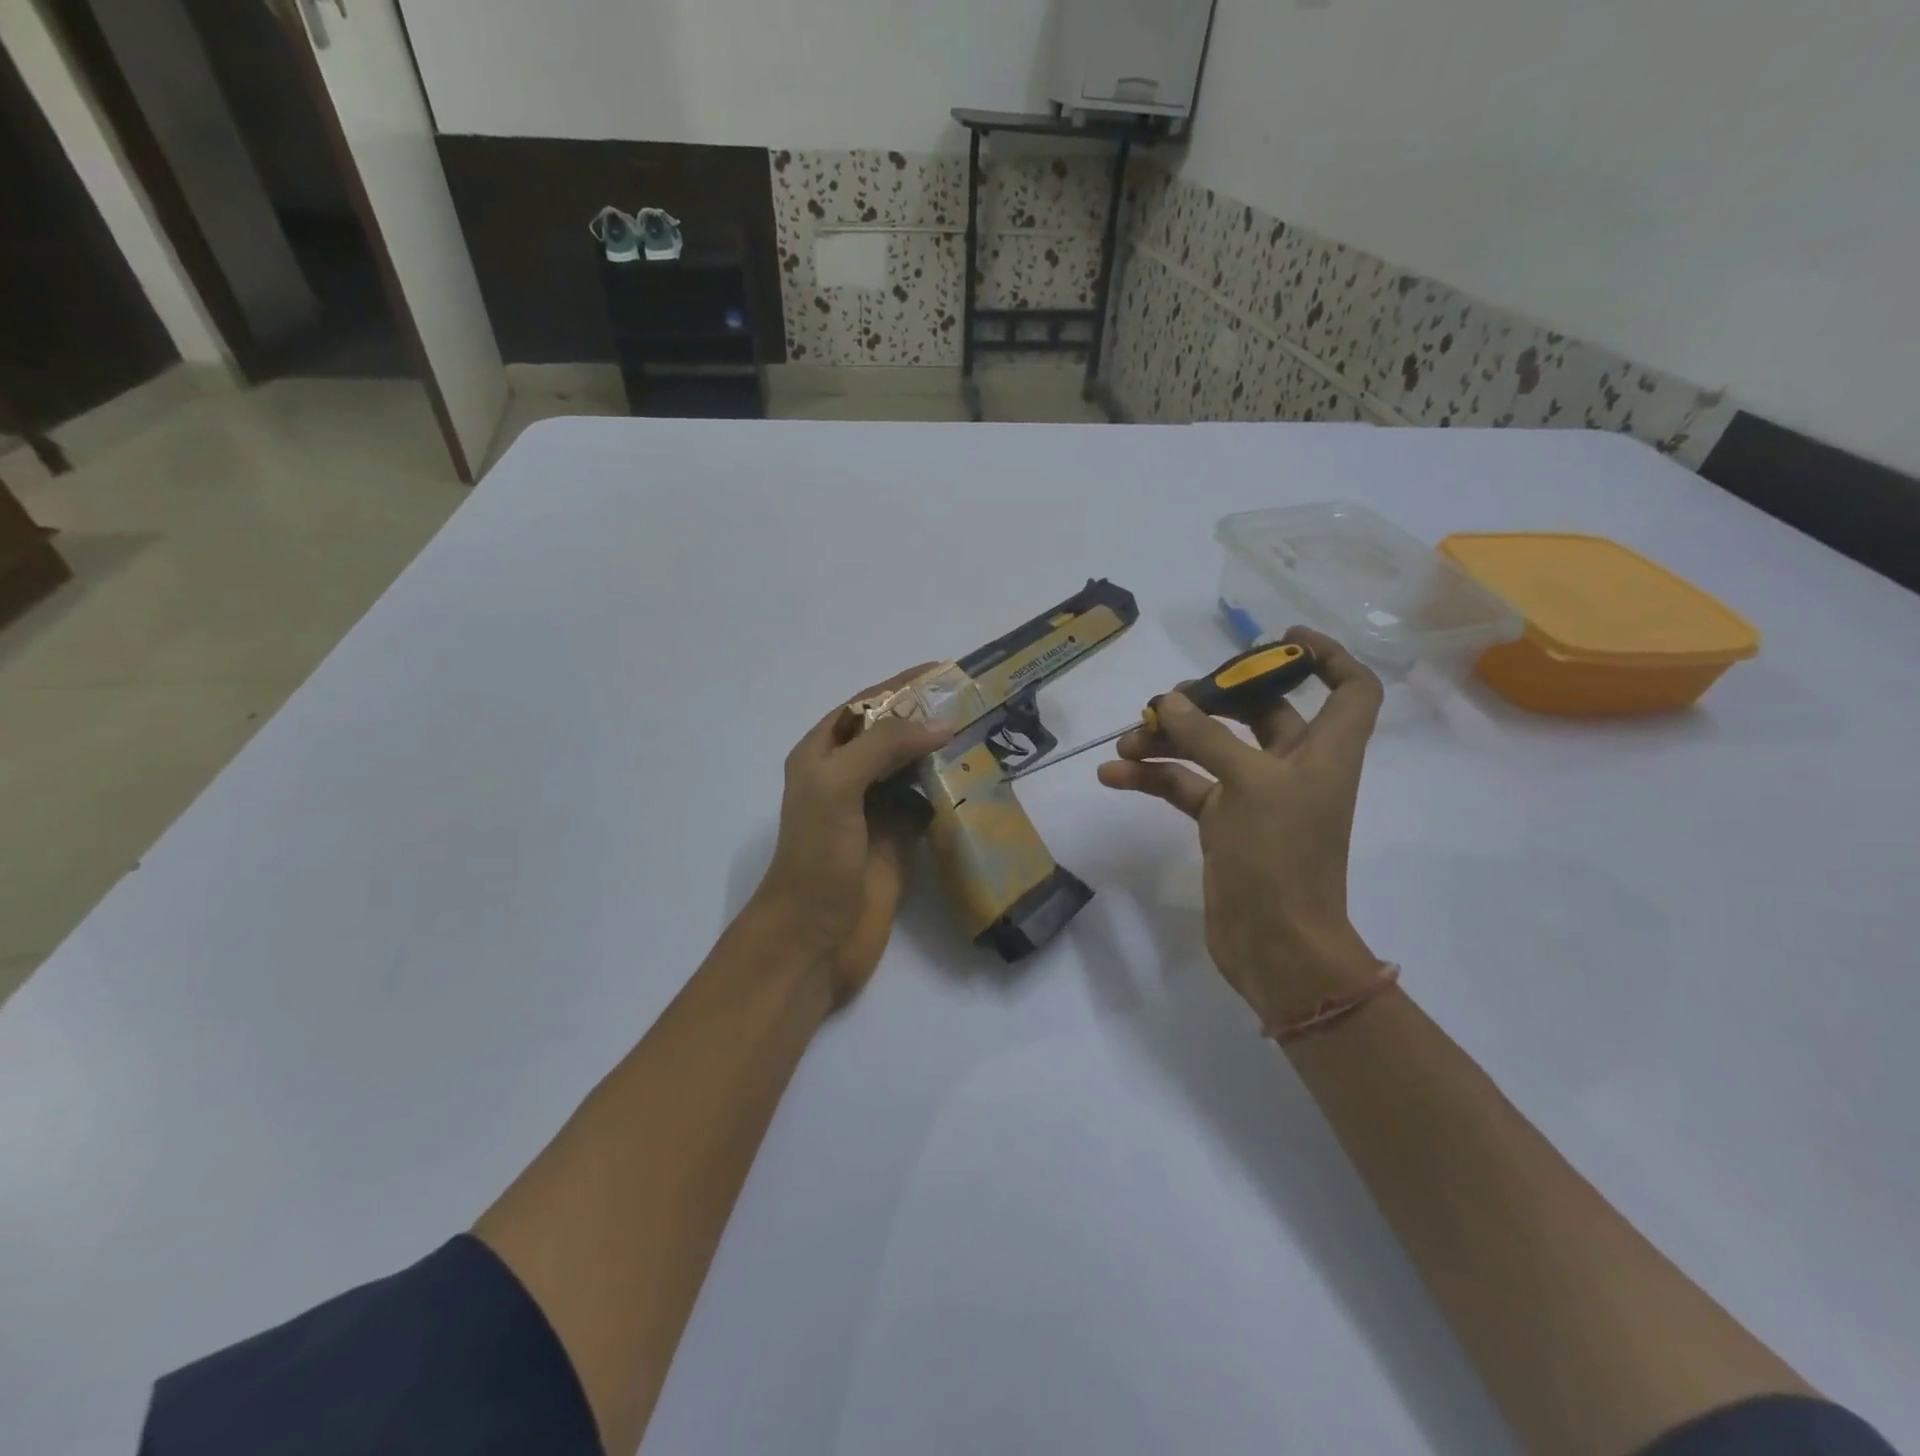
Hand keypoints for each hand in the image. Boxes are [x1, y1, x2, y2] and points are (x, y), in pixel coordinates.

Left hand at [754, 666, 952, 1005]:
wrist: (814, 937)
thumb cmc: (817, 856)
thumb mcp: (838, 786)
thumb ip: (884, 746)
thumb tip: (941, 722)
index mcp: (822, 755)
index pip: (865, 705)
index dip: (900, 686)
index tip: (943, 671)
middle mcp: (847, 776)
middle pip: (891, 734)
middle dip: (926, 715)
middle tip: (974, 700)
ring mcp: (873, 809)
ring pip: (911, 767)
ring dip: (941, 750)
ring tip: (983, 732)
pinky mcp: (897, 840)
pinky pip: (927, 803)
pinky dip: (949, 789)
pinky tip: (976, 779)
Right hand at [1097, 627, 1386, 1027]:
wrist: (1274, 944)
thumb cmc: (1280, 857)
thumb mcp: (1248, 785)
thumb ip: (1208, 737)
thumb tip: (1172, 701)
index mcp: (1324, 751)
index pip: (1351, 689)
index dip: (1327, 656)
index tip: (1280, 638)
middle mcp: (1293, 767)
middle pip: (1261, 712)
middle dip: (1213, 699)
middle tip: (1169, 699)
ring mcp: (1255, 796)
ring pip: (1212, 749)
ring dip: (1170, 740)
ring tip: (1127, 740)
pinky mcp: (1223, 824)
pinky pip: (1186, 786)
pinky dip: (1153, 777)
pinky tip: (1114, 774)